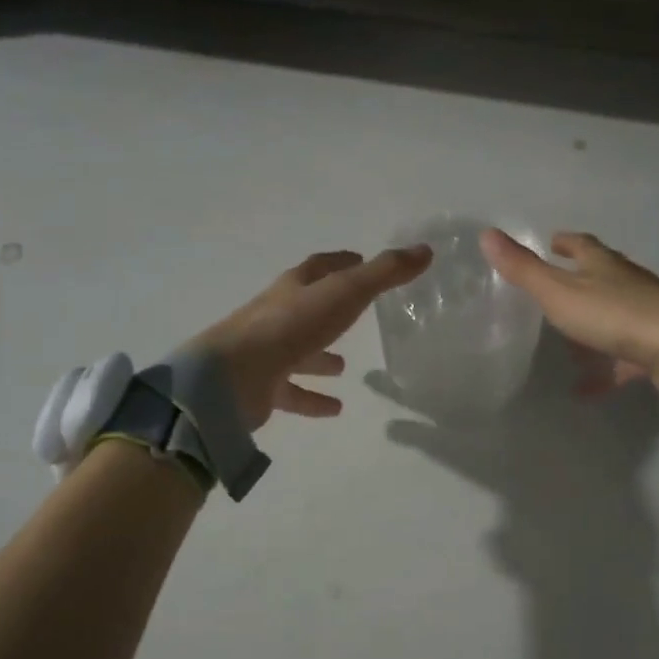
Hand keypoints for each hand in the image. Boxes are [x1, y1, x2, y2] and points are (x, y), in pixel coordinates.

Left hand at [188, 246, 433, 429]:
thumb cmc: (290, 326)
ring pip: (298, 352)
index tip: (358, 259)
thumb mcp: (345, 293)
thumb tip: (426, 250)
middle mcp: (276, 315)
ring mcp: (265, 352)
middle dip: (330, 310)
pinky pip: (292, 392)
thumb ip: (384, 274)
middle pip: (306, 308)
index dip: (340, 261)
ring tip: (345, 366)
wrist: (233, 376)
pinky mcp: (261, 387)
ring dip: (320, 357)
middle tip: (357, 315)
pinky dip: (312, 398)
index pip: (318, 267)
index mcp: (293, 288)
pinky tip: (335, 408)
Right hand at [481, 229, 658, 393]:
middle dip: (577, 283)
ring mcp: (645, 316)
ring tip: (563, 347)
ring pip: (611, 319)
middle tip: (552, 294)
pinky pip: (622, 359)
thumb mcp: (559, 292)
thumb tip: (486, 234)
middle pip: (600, 279)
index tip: (552, 241)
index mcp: (603, 265)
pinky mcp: (655, 348)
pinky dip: (603, 371)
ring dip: (589, 330)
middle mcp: (627, 284)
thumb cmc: (615, 314)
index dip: (565, 242)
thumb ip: (524, 269)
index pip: (582, 245)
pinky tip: (583, 390)